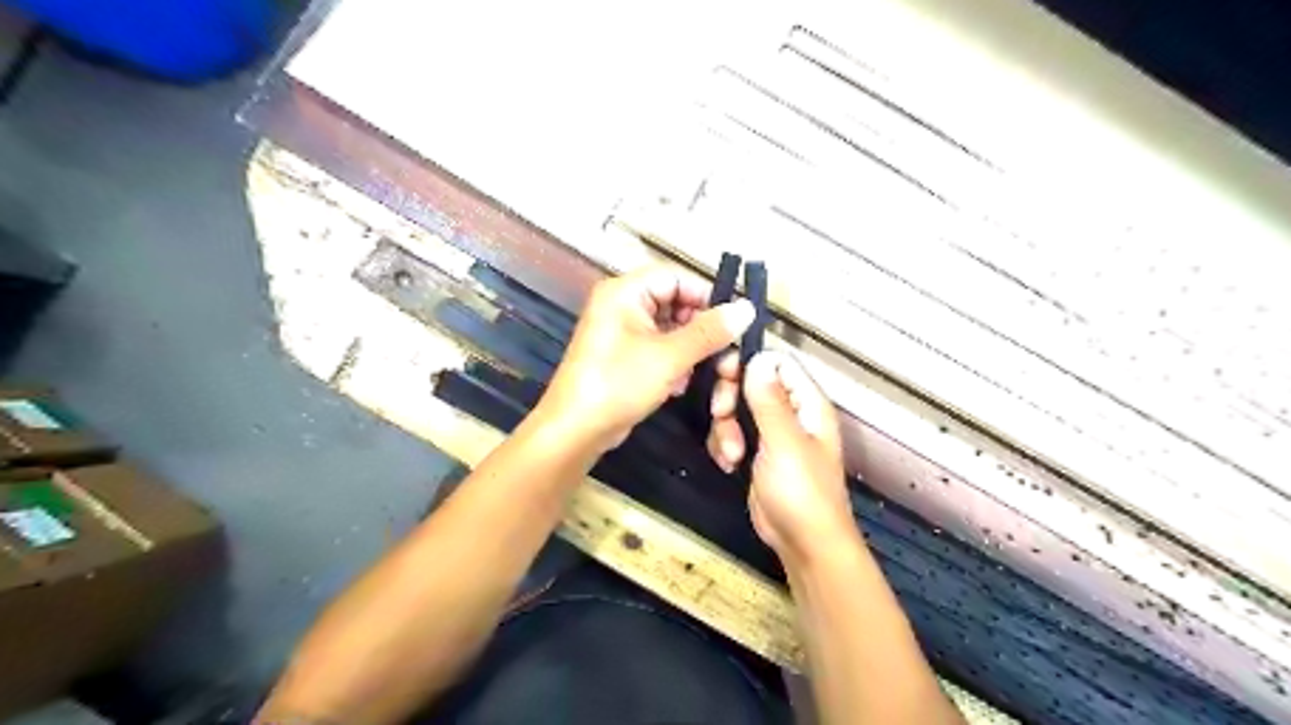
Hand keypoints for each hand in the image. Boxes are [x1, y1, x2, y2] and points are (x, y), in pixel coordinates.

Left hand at [537, 267, 758, 453]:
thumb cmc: (618, 384)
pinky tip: (679, 384)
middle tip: (723, 354)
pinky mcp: (624, 356)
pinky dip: (674, 363)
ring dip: (690, 350)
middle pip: (675, 303)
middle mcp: (621, 304)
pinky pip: (659, 348)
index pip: (676, 277)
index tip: (733, 323)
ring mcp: (621, 331)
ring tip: (700, 373)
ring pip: (670, 329)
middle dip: (700, 330)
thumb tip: (747, 308)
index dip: (707, 297)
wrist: (575, 431)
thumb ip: (710, 331)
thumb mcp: (670, 356)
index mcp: (625, 291)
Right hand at [704, 354, 854, 564]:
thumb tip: (758, 358)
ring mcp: (772, 433)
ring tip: (731, 454)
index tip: (724, 374)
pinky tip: (729, 464)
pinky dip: (724, 445)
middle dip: (730, 399)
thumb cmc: (801, 492)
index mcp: (807, 403)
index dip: (749, 363)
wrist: (803, 543)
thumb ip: (768, 400)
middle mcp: (790, 412)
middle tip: (721, 415)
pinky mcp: (756, 452)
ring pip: (736, 409)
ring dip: (725, 428)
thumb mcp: (784, 442)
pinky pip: (731, 433)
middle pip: (750, 382)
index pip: (777, 362)